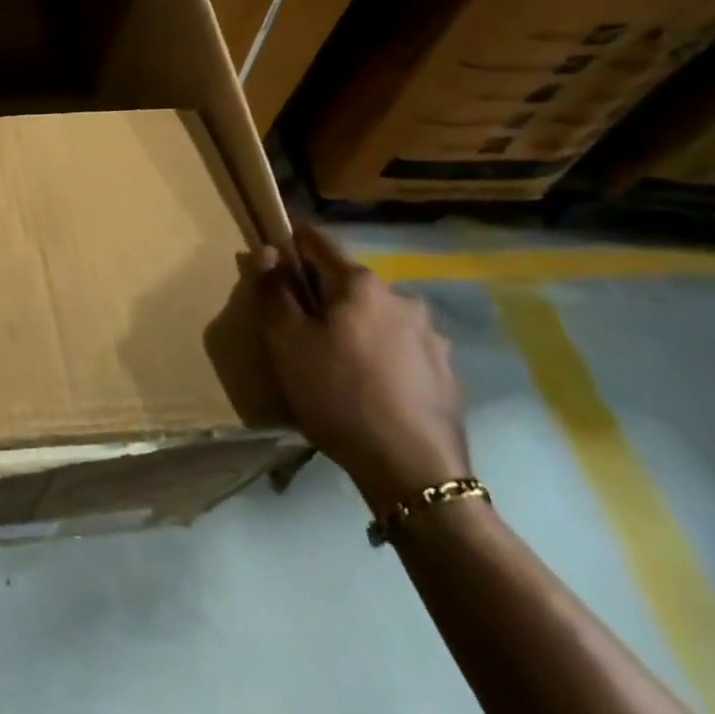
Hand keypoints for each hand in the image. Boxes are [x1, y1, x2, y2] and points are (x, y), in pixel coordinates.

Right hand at [249, 223, 469, 513]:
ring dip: (354, 325)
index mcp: (361, 284)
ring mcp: (430, 335)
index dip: (291, 245)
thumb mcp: (287, 341)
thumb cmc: (338, 394)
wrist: (413, 471)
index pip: (318, 242)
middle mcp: (401, 298)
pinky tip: (369, 386)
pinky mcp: (446, 371)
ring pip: (376, 315)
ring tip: (336, 362)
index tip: (273, 262)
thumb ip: (274, 290)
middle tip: (299, 328)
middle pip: (348, 282)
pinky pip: (400, 346)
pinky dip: (379, 353)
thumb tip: (269, 250)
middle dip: (322, 295)